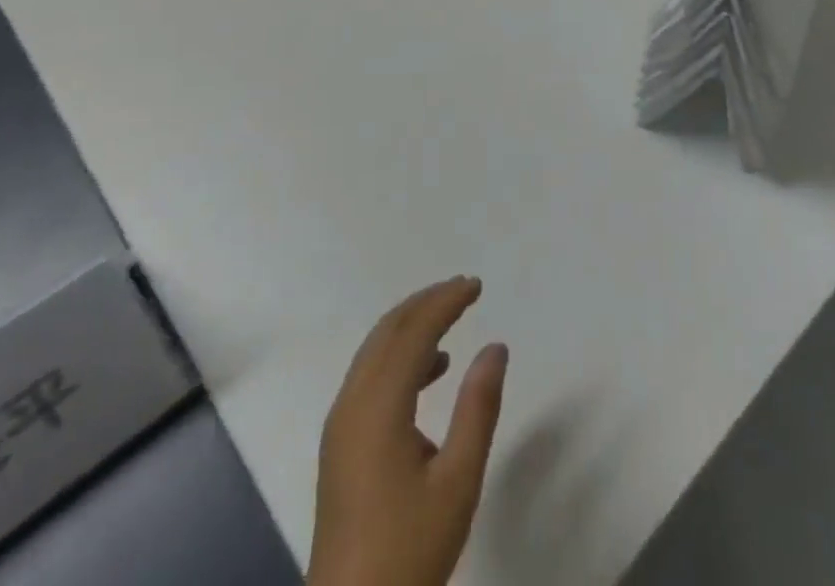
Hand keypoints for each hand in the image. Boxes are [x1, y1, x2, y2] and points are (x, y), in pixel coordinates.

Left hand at [308, 276, 508, 585]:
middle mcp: (352, 403)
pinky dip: (399, 354)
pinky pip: (369, 374)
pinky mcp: (340, 443)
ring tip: (451, 318)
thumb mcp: (458, 481)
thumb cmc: (409, 548)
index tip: (476, 285)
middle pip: (388, 331)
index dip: (445, 302)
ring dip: (411, 325)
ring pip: (375, 351)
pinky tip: (430, 370)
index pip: (413, 332)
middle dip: (426, 302)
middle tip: (464, 289)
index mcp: (378, 406)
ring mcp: (341, 423)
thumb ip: (478, 408)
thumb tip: (495, 346)